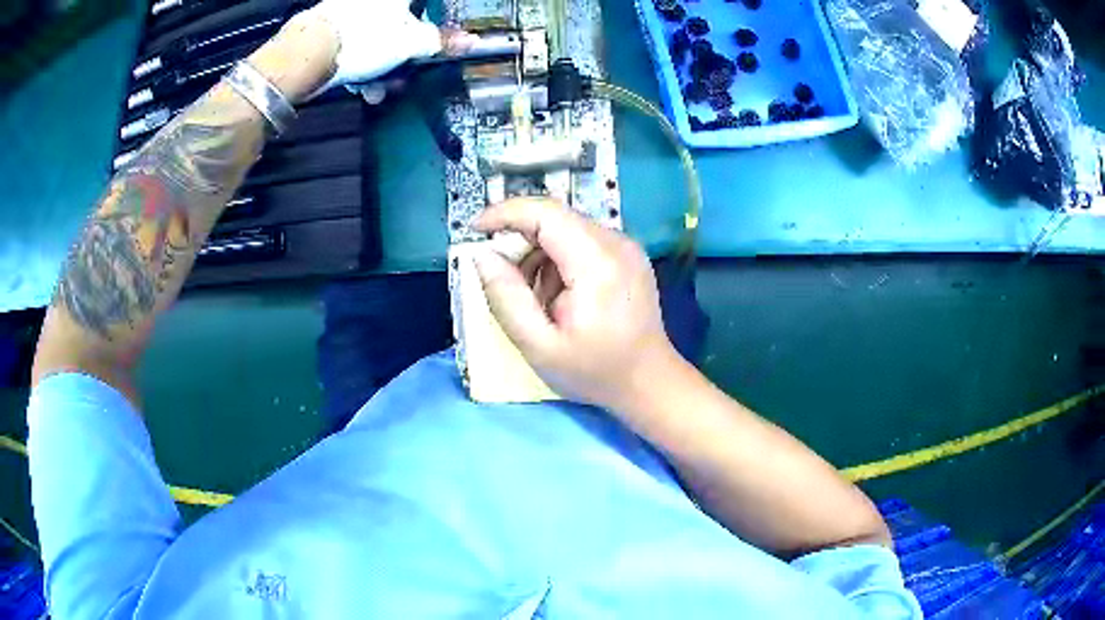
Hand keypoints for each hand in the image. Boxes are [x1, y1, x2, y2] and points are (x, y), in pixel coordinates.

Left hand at [305, 0, 443, 92]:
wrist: (305, 55)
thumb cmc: (364, 40)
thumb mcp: (410, 44)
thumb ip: (440, 41)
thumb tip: (473, 41)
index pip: (421, 3)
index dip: (430, 20)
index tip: (429, 37)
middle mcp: (370, 1)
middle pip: (398, 23)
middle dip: (403, 54)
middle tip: (403, 74)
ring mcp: (347, 12)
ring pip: (374, 38)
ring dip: (380, 67)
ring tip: (376, 90)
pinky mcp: (328, 30)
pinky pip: (353, 46)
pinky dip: (358, 65)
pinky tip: (357, 87)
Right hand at [474, 198, 681, 410]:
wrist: (649, 382)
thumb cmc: (595, 372)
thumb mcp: (539, 346)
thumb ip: (506, 298)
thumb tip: (482, 256)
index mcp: (597, 263)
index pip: (546, 213)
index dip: (505, 213)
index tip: (474, 229)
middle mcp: (617, 243)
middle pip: (555, 218)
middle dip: (520, 241)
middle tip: (503, 280)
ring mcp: (627, 246)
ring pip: (566, 228)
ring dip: (539, 255)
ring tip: (537, 301)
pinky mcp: (628, 254)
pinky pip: (582, 240)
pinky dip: (558, 260)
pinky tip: (560, 297)